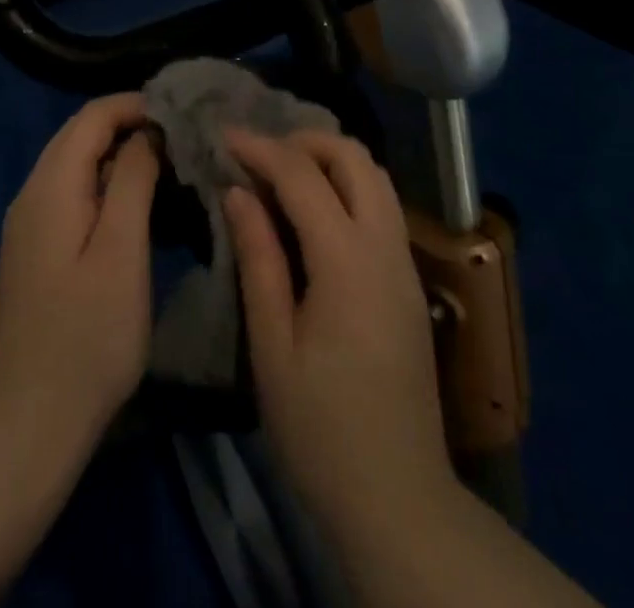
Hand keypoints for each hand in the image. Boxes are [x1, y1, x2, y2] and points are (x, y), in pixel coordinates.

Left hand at [0, 93, 159, 458]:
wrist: (27, 426)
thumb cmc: (86, 338)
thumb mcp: (121, 252)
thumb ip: (132, 181)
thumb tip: (146, 133)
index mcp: (49, 187)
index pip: (91, 116)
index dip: (136, 105)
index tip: (182, 116)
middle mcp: (30, 195)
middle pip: (79, 135)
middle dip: (129, 125)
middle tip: (181, 139)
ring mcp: (27, 226)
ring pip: (74, 165)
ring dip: (118, 155)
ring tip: (168, 167)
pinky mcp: (33, 252)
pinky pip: (69, 195)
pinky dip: (104, 184)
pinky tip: (135, 207)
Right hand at [223, 129, 455, 541]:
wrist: (398, 496)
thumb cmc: (320, 429)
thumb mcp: (272, 347)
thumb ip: (258, 259)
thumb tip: (238, 192)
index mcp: (347, 261)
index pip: (303, 176)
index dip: (261, 148)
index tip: (224, 135)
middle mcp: (385, 247)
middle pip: (353, 157)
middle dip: (304, 140)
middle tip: (258, 153)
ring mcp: (404, 263)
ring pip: (375, 176)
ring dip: (330, 159)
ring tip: (282, 173)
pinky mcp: (409, 281)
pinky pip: (382, 205)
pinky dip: (348, 185)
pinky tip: (314, 210)